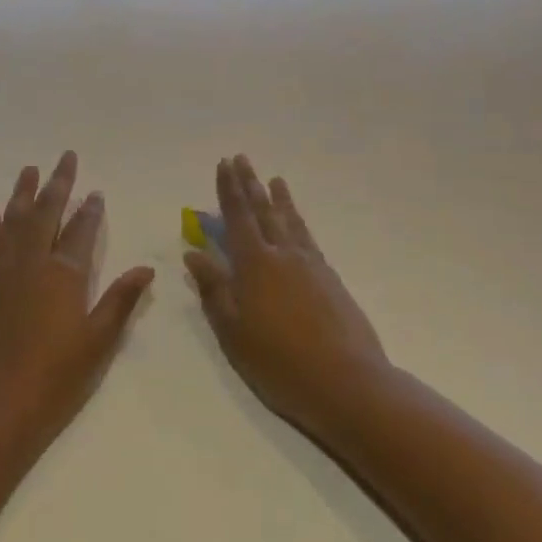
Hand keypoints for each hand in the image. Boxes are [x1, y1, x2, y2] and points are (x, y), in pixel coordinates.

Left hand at [0, 151, 154, 447]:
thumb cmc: (50, 380)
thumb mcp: (96, 344)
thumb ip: (120, 301)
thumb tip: (146, 268)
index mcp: (63, 274)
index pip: (81, 231)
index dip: (90, 210)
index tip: (96, 192)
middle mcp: (29, 261)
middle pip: (45, 212)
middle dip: (57, 183)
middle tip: (65, 157)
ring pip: (12, 220)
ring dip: (22, 194)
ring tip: (29, 170)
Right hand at [185, 156, 389, 440]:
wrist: (347, 382)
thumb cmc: (279, 362)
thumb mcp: (233, 332)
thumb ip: (214, 290)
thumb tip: (194, 254)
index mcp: (254, 264)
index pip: (237, 216)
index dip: (229, 189)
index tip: (224, 164)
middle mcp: (282, 254)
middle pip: (263, 211)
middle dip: (250, 184)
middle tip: (242, 159)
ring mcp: (310, 265)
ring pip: (289, 221)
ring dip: (278, 198)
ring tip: (274, 179)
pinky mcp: (330, 278)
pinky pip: (308, 237)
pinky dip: (298, 222)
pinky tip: (296, 223)